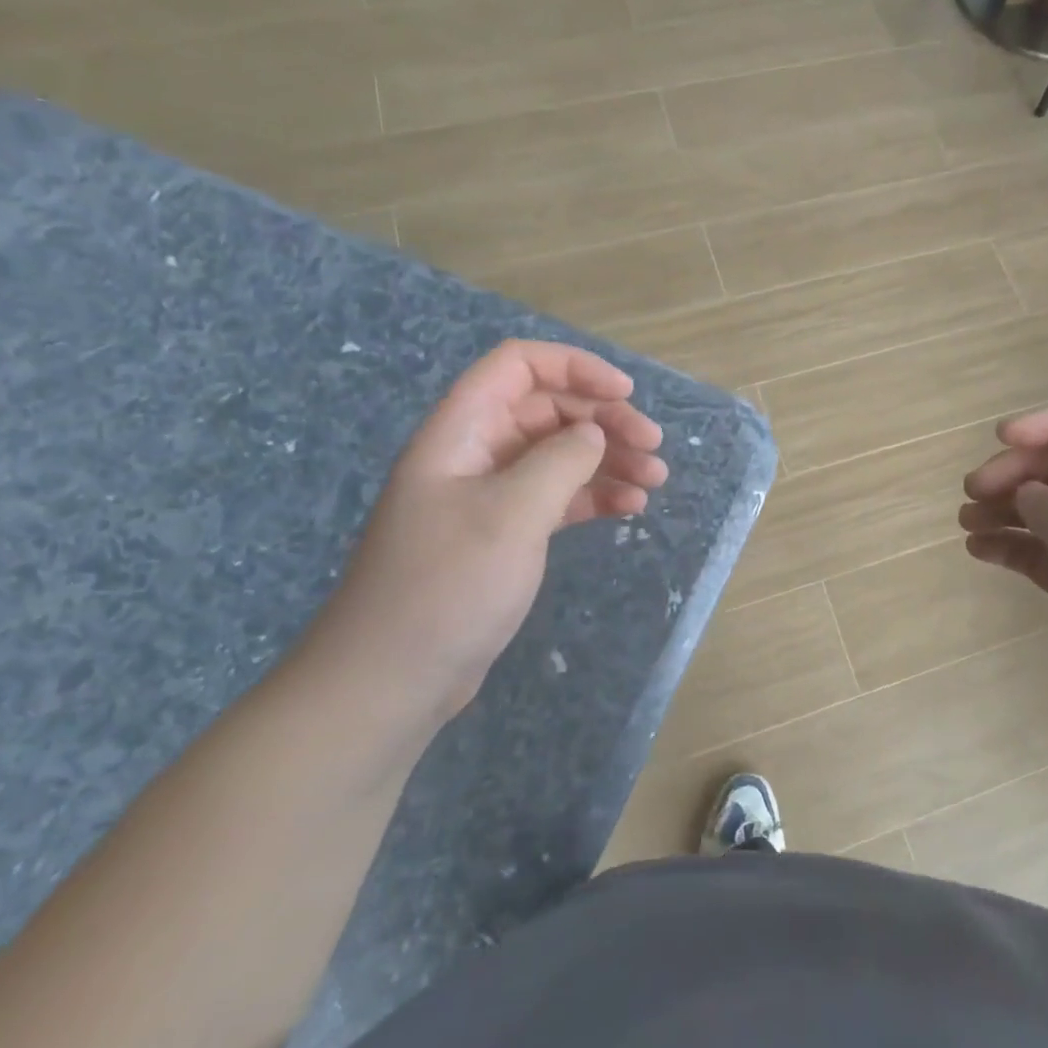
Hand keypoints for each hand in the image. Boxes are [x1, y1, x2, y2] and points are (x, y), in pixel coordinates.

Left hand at [302, 340, 667, 728]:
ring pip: (560, 454)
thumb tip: (593, 434)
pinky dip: (595, 495)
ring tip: (655, 481)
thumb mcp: (512, 514)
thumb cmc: (447, 586)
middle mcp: (476, 453)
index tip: (625, 394)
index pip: (518, 366)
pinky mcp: (505, 534)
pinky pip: (558, 496)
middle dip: (604, 419)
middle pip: (548, 409)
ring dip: (609, 459)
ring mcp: (490, 495)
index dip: (575, 367)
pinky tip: (631, 508)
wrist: (392, 681)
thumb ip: (561, 460)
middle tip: (653, 447)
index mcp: (461, 431)